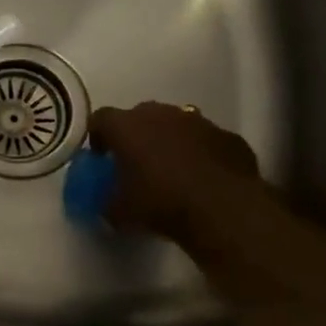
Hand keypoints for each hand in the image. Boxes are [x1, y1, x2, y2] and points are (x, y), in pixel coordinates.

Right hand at [87, 101, 264, 239]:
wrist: (224, 209)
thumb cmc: (161, 203)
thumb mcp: (119, 211)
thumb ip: (107, 200)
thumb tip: (107, 202)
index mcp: (126, 126)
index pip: (100, 118)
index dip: (98, 137)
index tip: (101, 158)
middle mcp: (160, 114)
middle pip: (139, 116)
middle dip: (135, 136)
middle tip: (136, 164)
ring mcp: (197, 121)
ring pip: (175, 124)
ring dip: (169, 141)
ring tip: (172, 171)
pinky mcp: (227, 136)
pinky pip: (205, 140)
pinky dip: (200, 153)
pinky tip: (202, 178)